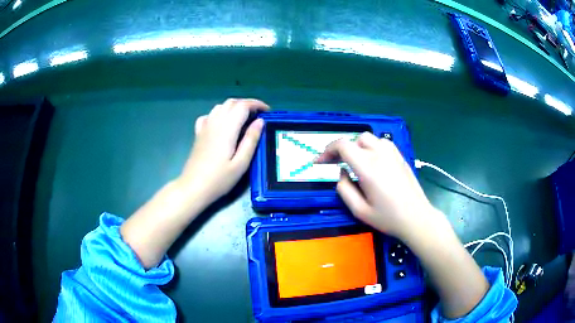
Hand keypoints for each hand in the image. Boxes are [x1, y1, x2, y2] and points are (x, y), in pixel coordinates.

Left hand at [179, 98, 268, 207]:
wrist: (193, 187)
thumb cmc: (219, 179)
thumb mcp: (241, 163)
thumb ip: (251, 140)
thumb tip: (260, 122)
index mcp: (227, 128)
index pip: (243, 106)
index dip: (257, 104)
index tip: (268, 111)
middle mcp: (215, 122)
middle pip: (232, 102)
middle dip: (247, 104)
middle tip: (259, 115)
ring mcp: (205, 127)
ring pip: (220, 106)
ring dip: (234, 107)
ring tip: (244, 118)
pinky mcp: (199, 133)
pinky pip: (209, 115)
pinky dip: (220, 114)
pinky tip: (223, 124)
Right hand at [317, 133, 491, 318]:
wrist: (417, 218)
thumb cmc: (388, 218)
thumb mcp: (360, 210)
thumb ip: (344, 189)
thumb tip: (340, 173)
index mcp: (368, 167)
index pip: (343, 145)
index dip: (327, 151)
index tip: (320, 162)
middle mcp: (380, 154)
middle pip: (355, 139)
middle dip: (342, 149)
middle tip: (336, 163)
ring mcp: (392, 154)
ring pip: (369, 138)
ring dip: (357, 146)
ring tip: (354, 162)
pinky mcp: (400, 157)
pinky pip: (382, 143)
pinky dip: (371, 147)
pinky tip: (372, 161)